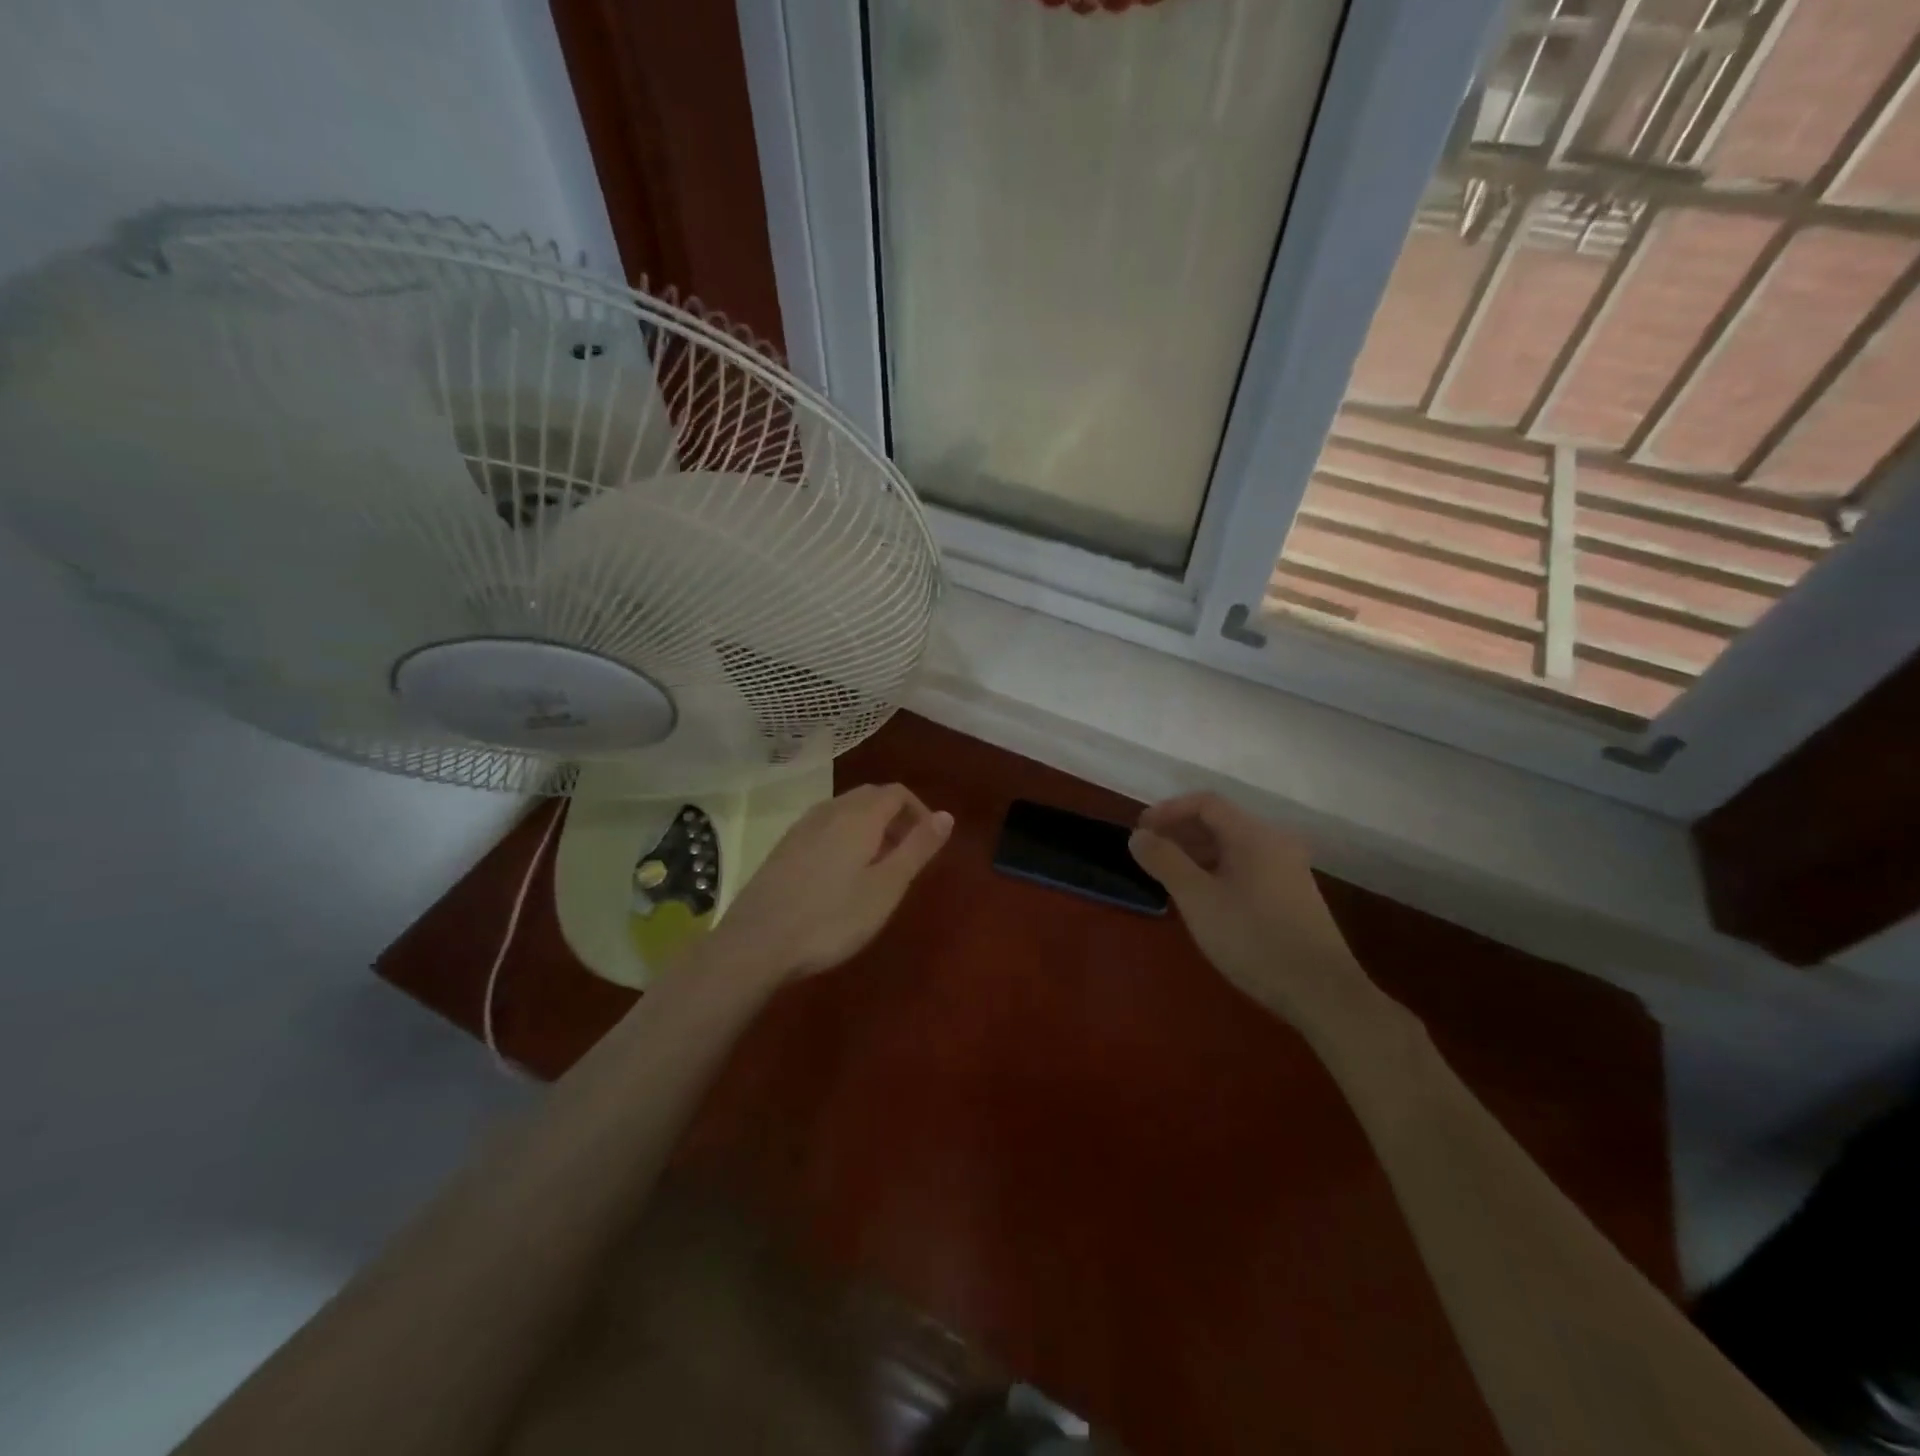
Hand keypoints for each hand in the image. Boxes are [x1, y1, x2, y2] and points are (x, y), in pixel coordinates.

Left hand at [708, 783, 953, 982]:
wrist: (756, 942)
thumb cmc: (832, 918)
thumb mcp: (886, 887)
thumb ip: (918, 848)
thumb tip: (947, 815)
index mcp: (859, 815)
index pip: (897, 792)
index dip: (919, 811)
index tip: (928, 844)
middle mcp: (830, 810)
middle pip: (870, 796)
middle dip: (896, 817)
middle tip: (906, 856)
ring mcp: (802, 827)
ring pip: (845, 810)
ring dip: (870, 827)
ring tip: (877, 867)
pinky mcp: (784, 846)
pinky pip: (825, 826)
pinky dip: (845, 836)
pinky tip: (840, 874)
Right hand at [1129, 792, 1376, 1034]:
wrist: (1323, 992)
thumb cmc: (1254, 939)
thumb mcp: (1198, 899)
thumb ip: (1165, 861)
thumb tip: (1138, 836)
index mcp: (1254, 835)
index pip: (1205, 803)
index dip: (1168, 811)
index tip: (1140, 832)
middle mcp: (1274, 843)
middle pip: (1220, 822)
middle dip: (1180, 831)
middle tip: (1149, 854)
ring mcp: (1287, 869)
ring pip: (1233, 846)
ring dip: (1197, 852)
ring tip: (1169, 876)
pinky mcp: (1291, 895)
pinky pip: (1246, 866)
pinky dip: (1217, 870)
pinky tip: (1203, 898)